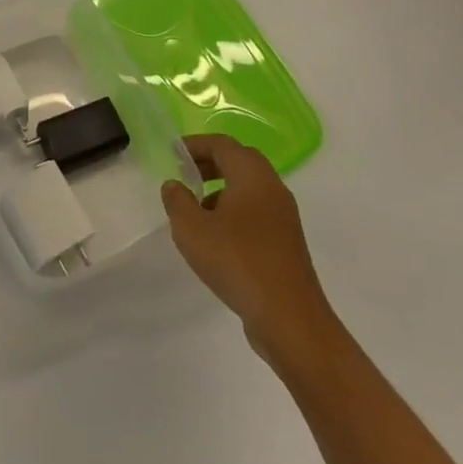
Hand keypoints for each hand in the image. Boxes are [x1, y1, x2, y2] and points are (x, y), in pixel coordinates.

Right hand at [162, 135, 332, 354]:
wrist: (290, 319)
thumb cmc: (237, 262)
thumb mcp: (191, 229)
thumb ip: (177, 200)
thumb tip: (174, 185)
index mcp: (251, 175)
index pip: (221, 144)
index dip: (194, 145)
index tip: (172, 155)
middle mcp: (272, 187)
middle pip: (239, 160)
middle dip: (209, 163)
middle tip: (184, 176)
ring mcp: (284, 216)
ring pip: (249, 187)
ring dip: (221, 189)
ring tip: (196, 210)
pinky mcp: (287, 242)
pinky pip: (257, 211)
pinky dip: (235, 211)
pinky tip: (217, 238)